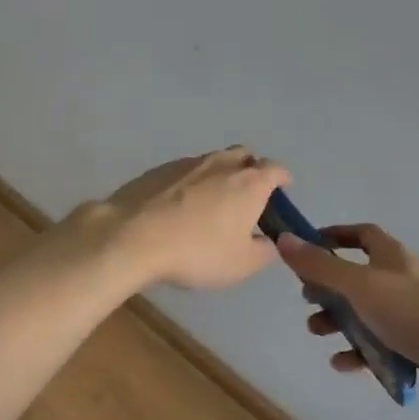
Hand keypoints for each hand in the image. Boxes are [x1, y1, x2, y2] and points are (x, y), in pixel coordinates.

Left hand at [90, 147, 291, 289]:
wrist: (134, 235)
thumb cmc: (198, 251)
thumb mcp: (242, 264)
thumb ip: (264, 250)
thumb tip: (269, 240)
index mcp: (249, 182)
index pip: (276, 169)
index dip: (283, 179)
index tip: (283, 191)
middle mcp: (221, 163)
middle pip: (245, 156)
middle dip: (252, 170)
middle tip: (248, 197)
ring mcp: (187, 163)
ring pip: (213, 161)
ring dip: (220, 176)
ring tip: (212, 204)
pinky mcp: (159, 169)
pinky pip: (185, 171)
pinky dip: (191, 183)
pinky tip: (180, 207)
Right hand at [275, 223, 418, 414]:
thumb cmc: (412, 312)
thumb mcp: (359, 285)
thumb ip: (320, 265)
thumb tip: (284, 239)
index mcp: (392, 256)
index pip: (361, 234)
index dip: (334, 237)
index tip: (308, 248)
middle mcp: (402, 278)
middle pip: (357, 275)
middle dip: (329, 287)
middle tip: (308, 299)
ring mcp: (412, 312)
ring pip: (366, 311)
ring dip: (339, 321)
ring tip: (317, 332)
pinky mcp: (418, 343)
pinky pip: (380, 343)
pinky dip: (359, 351)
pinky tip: (342, 364)